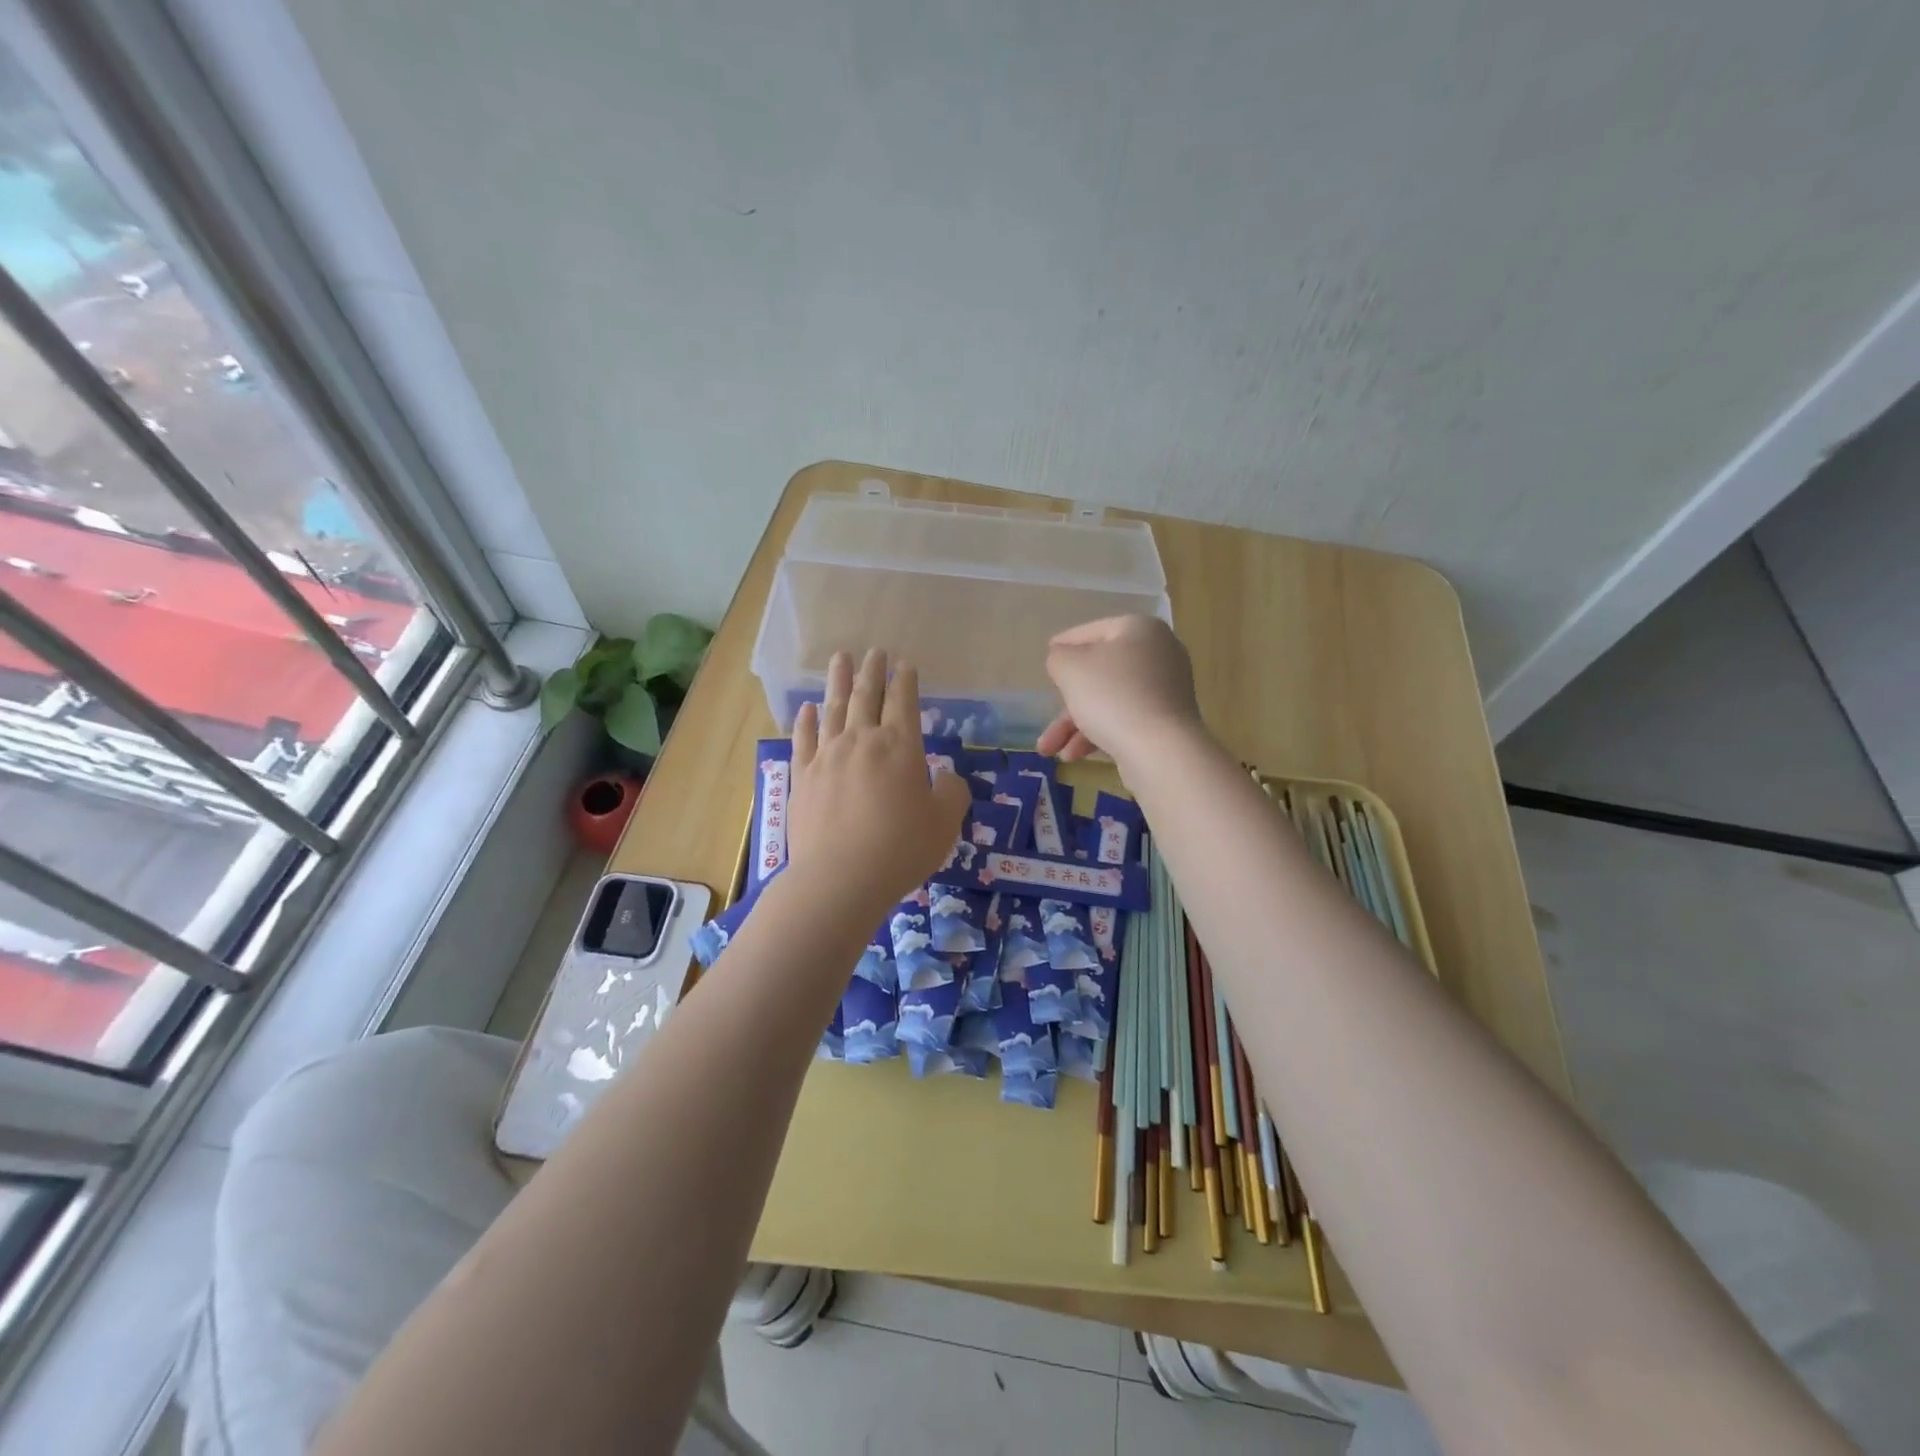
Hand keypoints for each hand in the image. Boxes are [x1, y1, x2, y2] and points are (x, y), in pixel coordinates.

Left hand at [790, 649, 969, 912]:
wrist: (839, 879)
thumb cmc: (901, 850)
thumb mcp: (944, 824)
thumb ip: (952, 793)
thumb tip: (946, 776)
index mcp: (900, 747)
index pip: (903, 702)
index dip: (905, 681)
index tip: (904, 664)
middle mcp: (861, 742)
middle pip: (867, 696)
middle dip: (873, 671)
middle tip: (874, 650)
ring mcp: (827, 757)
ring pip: (834, 709)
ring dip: (839, 682)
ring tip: (840, 659)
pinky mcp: (802, 778)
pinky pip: (803, 740)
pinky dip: (806, 721)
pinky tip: (809, 708)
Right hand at [1036, 615, 1202, 766]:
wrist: (1161, 750)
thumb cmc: (1112, 696)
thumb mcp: (1071, 669)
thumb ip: (1059, 657)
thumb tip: (1063, 659)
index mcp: (1139, 629)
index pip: (1092, 631)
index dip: (1064, 644)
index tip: (1047, 656)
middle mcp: (1159, 654)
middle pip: (1099, 673)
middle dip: (1065, 702)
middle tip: (1045, 707)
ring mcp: (1166, 690)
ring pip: (1109, 701)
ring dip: (1074, 725)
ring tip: (1049, 751)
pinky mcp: (1168, 721)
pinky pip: (1125, 720)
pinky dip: (1098, 733)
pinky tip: (1074, 755)